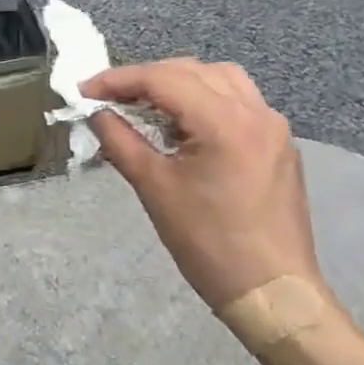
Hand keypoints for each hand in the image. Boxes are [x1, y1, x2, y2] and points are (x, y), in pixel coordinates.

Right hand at [84, 58, 323, 316]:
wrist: (274, 294)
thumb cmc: (209, 243)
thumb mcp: (154, 188)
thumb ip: (120, 140)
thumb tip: (96, 112)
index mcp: (224, 122)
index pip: (162, 79)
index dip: (118, 79)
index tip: (84, 90)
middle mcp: (254, 112)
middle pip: (190, 70)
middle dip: (145, 78)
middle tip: (110, 97)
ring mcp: (273, 126)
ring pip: (219, 78)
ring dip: (179, 82)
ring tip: (149, 105)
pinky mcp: (279, 143)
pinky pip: (238, 100)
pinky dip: (205, 98)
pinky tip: (185, 125)